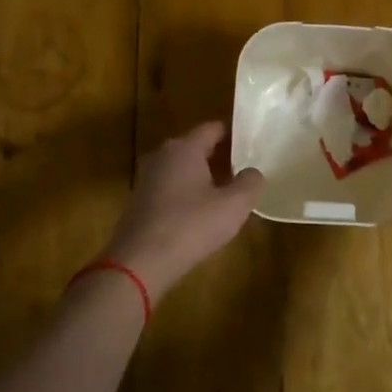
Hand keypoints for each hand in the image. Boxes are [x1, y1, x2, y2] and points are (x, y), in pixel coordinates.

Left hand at [104, 120, 263, 301]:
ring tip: (224, 192)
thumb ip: (250, 183)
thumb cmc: (190, 226)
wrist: (139, 263)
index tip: (251, 144)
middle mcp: (162, 156)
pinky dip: (185, 194)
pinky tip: (198, 214)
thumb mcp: (234, 206)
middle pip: (195, 147)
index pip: (212, 128)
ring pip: (181, 169)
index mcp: (185, 148)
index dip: (233, 134)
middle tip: (242, 169)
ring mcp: (146, 179)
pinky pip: (169, 188)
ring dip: (201, 177)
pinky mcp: (138, 202)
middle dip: (218, 156)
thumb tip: (253, 172)